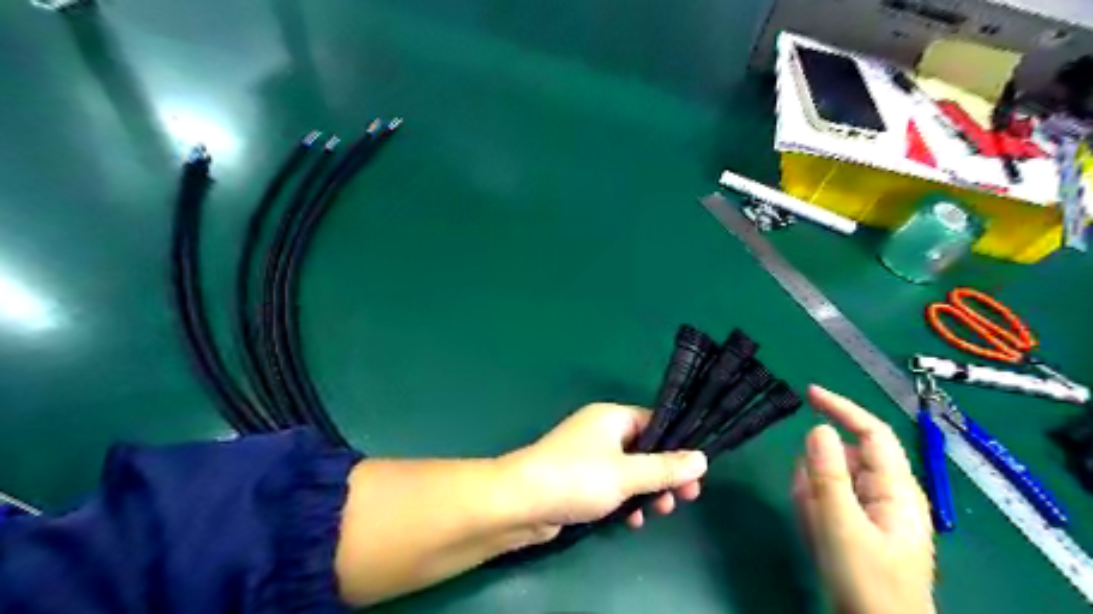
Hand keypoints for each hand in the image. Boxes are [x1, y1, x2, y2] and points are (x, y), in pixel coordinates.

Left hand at [504, 406, 708, 543]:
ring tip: (658, 513)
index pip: (655, 423)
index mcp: (612, 417)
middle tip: (684, 499)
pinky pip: (612, 485)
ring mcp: (589, 455)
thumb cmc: (578, 478)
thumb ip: (665, 468)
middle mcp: (601, 431)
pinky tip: (631, 521)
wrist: (521, 501)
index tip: (696, 472)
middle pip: (645, 449)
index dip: (678, 446)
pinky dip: (625, 499)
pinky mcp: (579, 478)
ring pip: (630, 470)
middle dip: (664, 474)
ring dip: (647, 491)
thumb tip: (702, 459)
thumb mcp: (628, 474)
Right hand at [795, 386, 939, 613]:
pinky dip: (814, 508)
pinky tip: (814, 530)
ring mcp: (872, 511)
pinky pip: (828, 501)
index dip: (841, 408)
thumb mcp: (842, 527)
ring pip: (832, 480)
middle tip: (808, 502)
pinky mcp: (858, 525)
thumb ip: (828, 475)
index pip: (871, 432)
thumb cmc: (867, 583)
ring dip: (814, 493)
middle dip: (819, 471)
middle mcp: (886, 493)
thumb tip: (817, 428)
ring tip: (814, 526)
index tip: (808, 393)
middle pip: (845, 458)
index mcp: (895, 489)